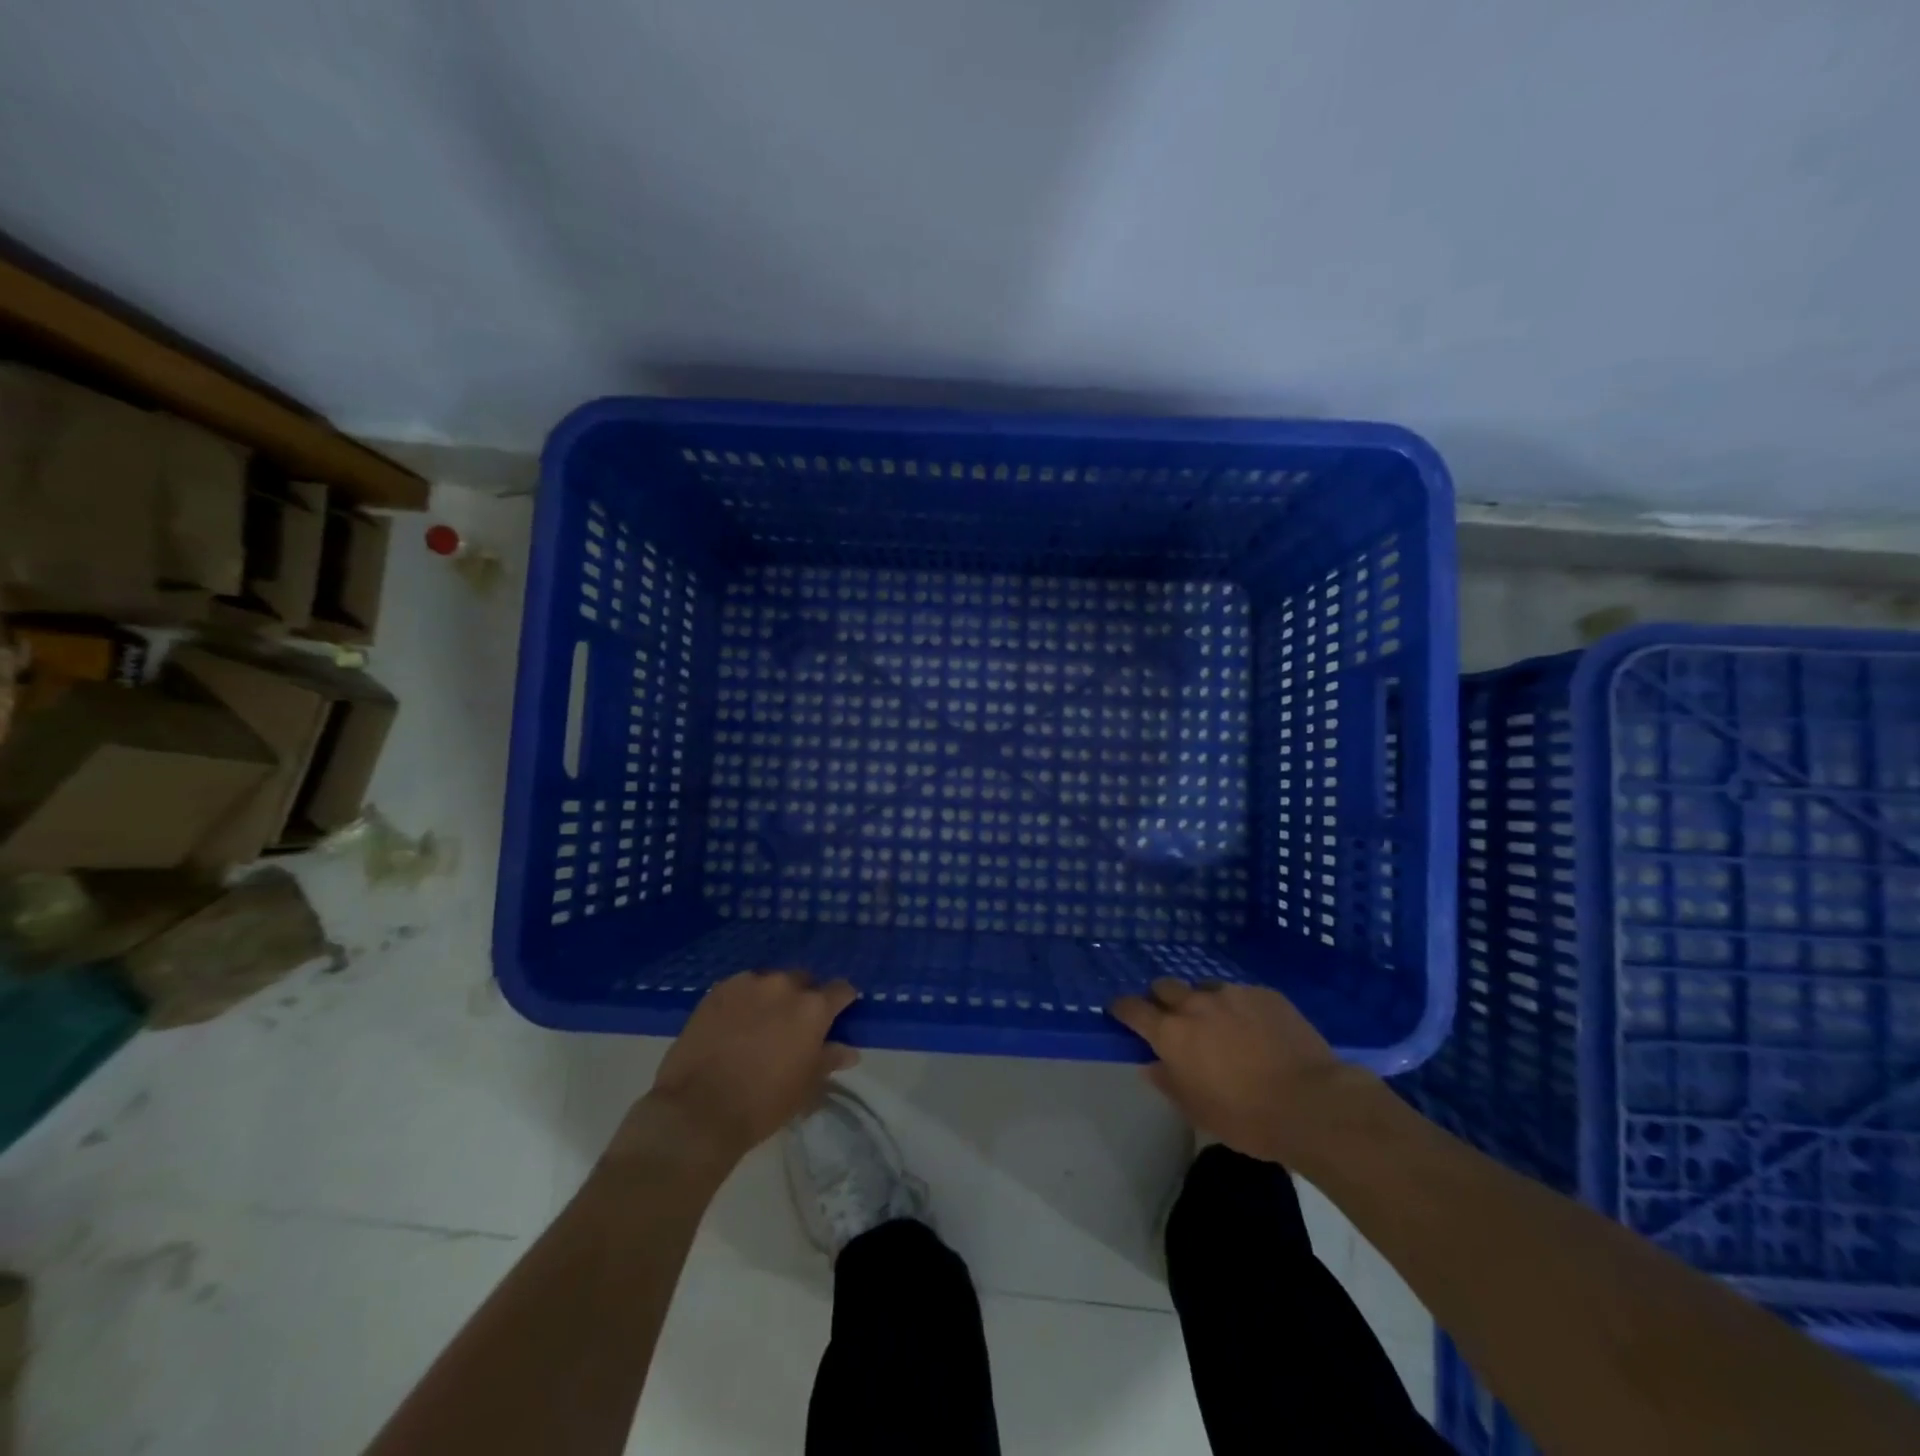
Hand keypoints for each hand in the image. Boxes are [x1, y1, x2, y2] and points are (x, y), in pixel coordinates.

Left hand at [622, 970, 857, 1170]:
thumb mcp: (805, 1087)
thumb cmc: (763, 1104)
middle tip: (794, 1026)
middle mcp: (784, 985)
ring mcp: (748, 984)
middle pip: (803, 981)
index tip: (837, 1016)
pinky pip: (741, 987)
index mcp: (813, 1008)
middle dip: (803, 998)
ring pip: (770, 982)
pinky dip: (744, 1000)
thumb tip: (849, 1050)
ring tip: (760, 1024)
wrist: (698, 1111)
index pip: (840, 990)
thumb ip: (829, 1060)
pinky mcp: (718, 990)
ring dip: (772, 998)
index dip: (842, 1002)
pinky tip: (734, 1023)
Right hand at [1111, 979, 1354, 1162]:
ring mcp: (1232, 993)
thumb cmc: (1247, 1117)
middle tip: (1171, 1019)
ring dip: (1202, 1002)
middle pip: (1164, 986)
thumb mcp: (1197, 1110)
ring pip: (1205, 988)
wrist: (1312, 1103)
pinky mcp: (1265, 993)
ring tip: (1219, 1025)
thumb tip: (1151, 1064)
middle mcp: (1196, 1003)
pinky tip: (1256, 1030)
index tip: (1119, 1012)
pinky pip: (1241, 994)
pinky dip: (1238, 1008)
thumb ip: (1168, 1082)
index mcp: (1172, 1033)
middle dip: (1161, 999)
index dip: (1122, 1008)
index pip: (1132, 1008)